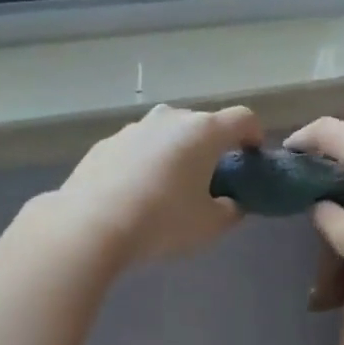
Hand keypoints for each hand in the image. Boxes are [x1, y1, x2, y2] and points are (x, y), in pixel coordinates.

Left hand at [53, 103, 264, 266]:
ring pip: (165, 135)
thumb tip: (230, 203)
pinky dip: (144, 163)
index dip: (253, 134)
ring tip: (169, 188)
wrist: (90, 224)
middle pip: (201, 125)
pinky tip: (135, 193)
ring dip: (174, 153)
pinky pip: (137, 149)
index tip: (253, 154)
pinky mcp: (105, 144)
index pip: (242, 118)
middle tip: (210, 178)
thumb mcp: (210, 226)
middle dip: (211, 147)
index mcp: (203, 132)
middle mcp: (169, 119)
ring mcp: (133, 128)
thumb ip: (230, 210)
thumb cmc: (162, 222)